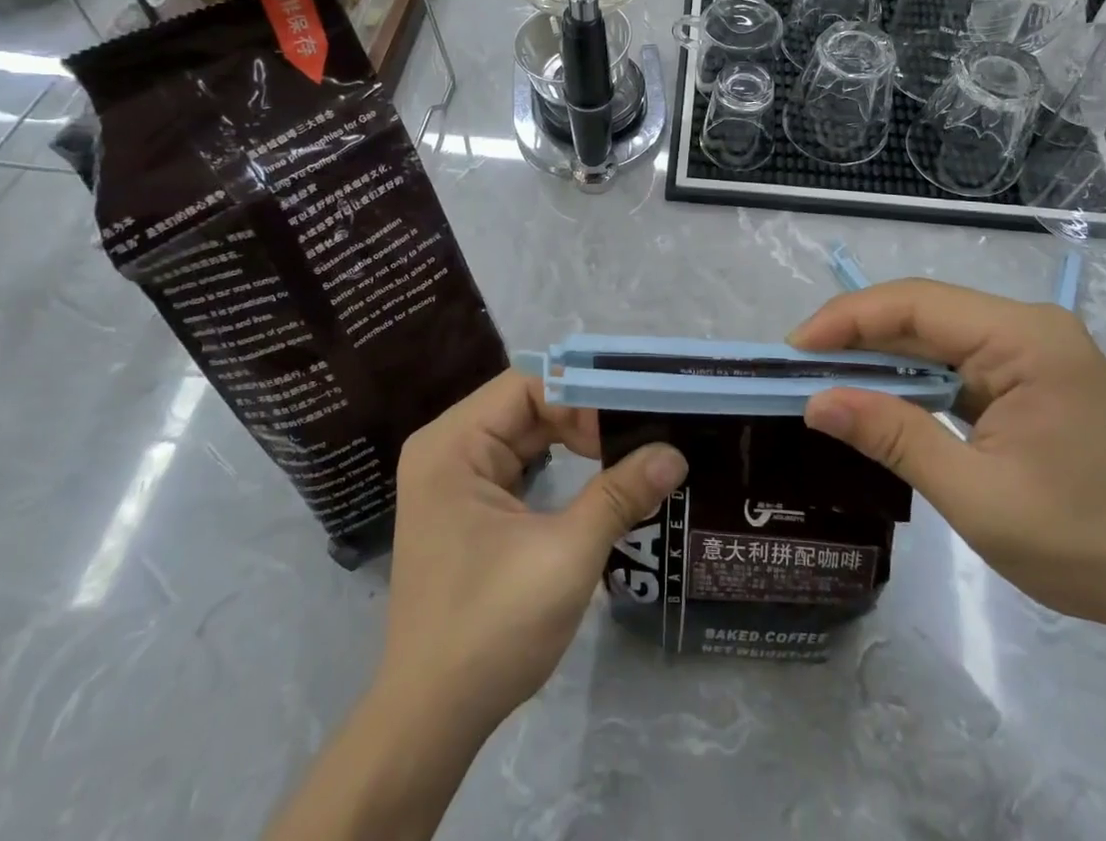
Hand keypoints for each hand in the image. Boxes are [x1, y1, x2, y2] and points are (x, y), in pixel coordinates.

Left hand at [378, 371, 686, 734]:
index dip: (583, 395)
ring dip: (574, 440)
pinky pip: (517, 464)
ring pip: (524, 434)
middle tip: (641, 435)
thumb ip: (620, 494)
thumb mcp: (566, 554)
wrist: (430, 720)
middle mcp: (445, 449)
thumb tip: (674, 454)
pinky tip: (594, 475)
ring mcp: (451, 480)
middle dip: (584, 418)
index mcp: (452, 444)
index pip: (527, 386)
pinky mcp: (464, 508)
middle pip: (525, 406)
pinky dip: (557, 465)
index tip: (635, 418)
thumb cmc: (492, 627)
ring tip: (627, 449)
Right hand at [790, 279, 1105, 639]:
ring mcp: (1033, 349)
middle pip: (923, 312)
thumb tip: (816, 403)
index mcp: (1026, 339)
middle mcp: (1029, 327)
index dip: (847, 319)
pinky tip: (880, 394)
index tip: (794, 349)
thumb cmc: (1082, 543)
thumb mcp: (977, 495)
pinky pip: (956, 360)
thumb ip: (894, 436)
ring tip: (827, 379)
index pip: (916, 305)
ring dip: (880, 356)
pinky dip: (912, 376)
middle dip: (857, 336)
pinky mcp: (1030, 375)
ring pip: (935, 334)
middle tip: (800, 368)